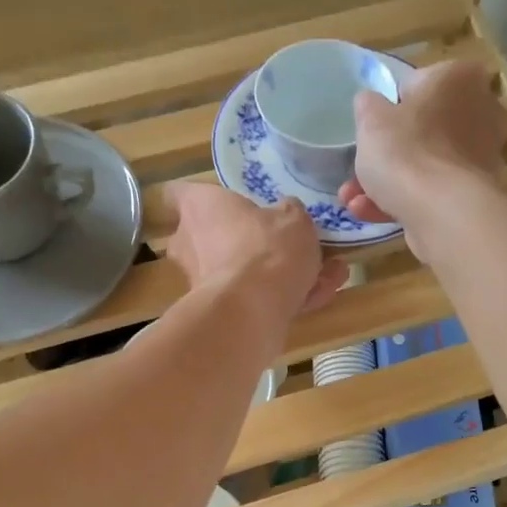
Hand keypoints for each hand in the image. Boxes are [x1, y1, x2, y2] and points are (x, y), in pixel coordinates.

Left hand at [166, 182, 347, 335]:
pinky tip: (323, 295)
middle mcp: (191, 243)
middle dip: (248, 242)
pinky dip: (284, 298)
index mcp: (199, 207)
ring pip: (242, 272)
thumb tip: (284, 214)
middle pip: (212, 237)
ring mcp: (201, 282)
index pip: (178, 193)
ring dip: (279, 274)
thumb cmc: (265, 248)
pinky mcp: (219, 313)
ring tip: (327, 274)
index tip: (223, 201)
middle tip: (286, 243)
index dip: (202, 197)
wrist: (252, 311)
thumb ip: (287, 213)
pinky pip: (253, 299)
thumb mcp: (292, 218)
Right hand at [340, 60, 506, 254]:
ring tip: (354, 201)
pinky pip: (433, 191)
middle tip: (359, 171)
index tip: (374, 129)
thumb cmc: (406, 151)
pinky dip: (404, 201)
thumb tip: (371, 103)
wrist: (442, 213)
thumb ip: (368, 105)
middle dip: (387, 154)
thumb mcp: (370, 119)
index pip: (418, 84)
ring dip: (387, 183)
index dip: (390, 108)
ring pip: (425, 165)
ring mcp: (481, 156)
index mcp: (460, 78)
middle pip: (423, 130)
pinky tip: (370, 213)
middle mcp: (481, 111)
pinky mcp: (475, 195)